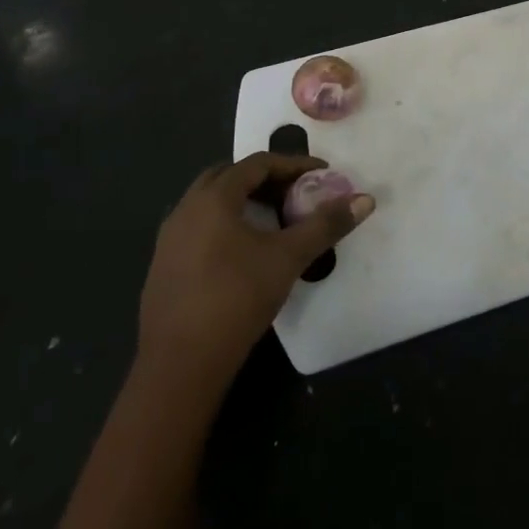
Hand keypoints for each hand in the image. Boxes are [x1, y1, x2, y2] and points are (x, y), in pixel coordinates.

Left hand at [138, 152, 374, 389]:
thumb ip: (326, 225)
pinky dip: (226, 224)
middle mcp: (186, 208)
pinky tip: (245, 253)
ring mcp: (169, 239)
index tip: (322, 175)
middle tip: (296, 194)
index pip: (257, 163)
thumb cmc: (236, 299)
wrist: (180, 365)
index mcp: (213, 198)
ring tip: (275, 221)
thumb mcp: (288, 258)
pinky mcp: (163, 266)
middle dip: (266, 179)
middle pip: (230, 177)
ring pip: (211, 203)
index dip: (293, 164)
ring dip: (244, 202)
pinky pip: (199, 227)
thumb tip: (365, 200)